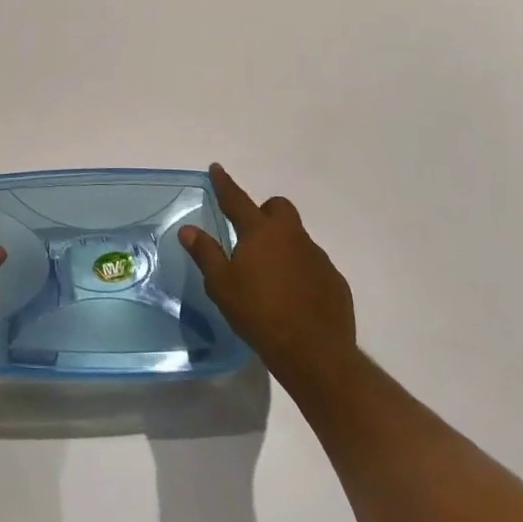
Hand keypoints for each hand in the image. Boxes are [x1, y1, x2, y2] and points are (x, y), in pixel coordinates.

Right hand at [179, 163, 356, 381]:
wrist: (314, 352)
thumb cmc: (259, 313)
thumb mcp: (221, 285)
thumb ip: (205, 253)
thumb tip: (188, 229)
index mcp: (261, 232)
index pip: (237, 200)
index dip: (224, 184)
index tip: (217, 169)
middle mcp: (292, 237)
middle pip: (279, 208)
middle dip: (264, 211)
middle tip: (250, 235)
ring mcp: (318, 258)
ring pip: (297, 238)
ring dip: (282, 246)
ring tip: (268, 276)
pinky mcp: (334, 281)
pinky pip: (313, 265)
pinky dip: (299, 271)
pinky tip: (291, 297)